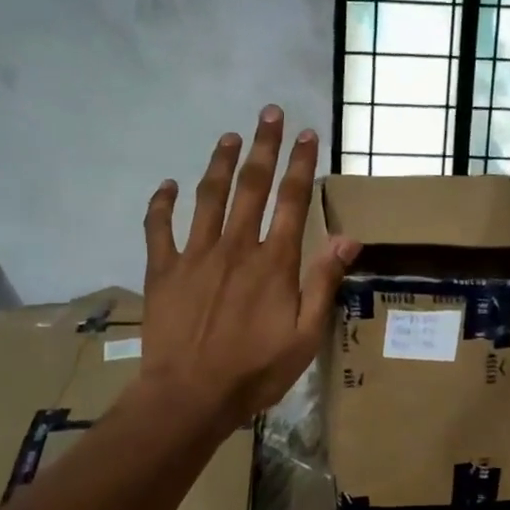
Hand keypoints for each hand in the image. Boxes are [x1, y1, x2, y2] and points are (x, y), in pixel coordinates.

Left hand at [139, 106, 359, 430]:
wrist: (189, 396)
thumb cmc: (255, 371)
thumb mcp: (305, 335)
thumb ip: (323, 283)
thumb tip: (350, 238)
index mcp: (273, 262)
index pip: (293, 201)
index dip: (301, 165)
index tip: (307, 134)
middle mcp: (236, 247)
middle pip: (251, 186)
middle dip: (263, 147)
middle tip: (269, 113)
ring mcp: (195, 255)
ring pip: (208, 197)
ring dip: (219, 163)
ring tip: (228, 136)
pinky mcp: (163, 271)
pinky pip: (159, 228)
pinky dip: (161, 204)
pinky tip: (168, 185)